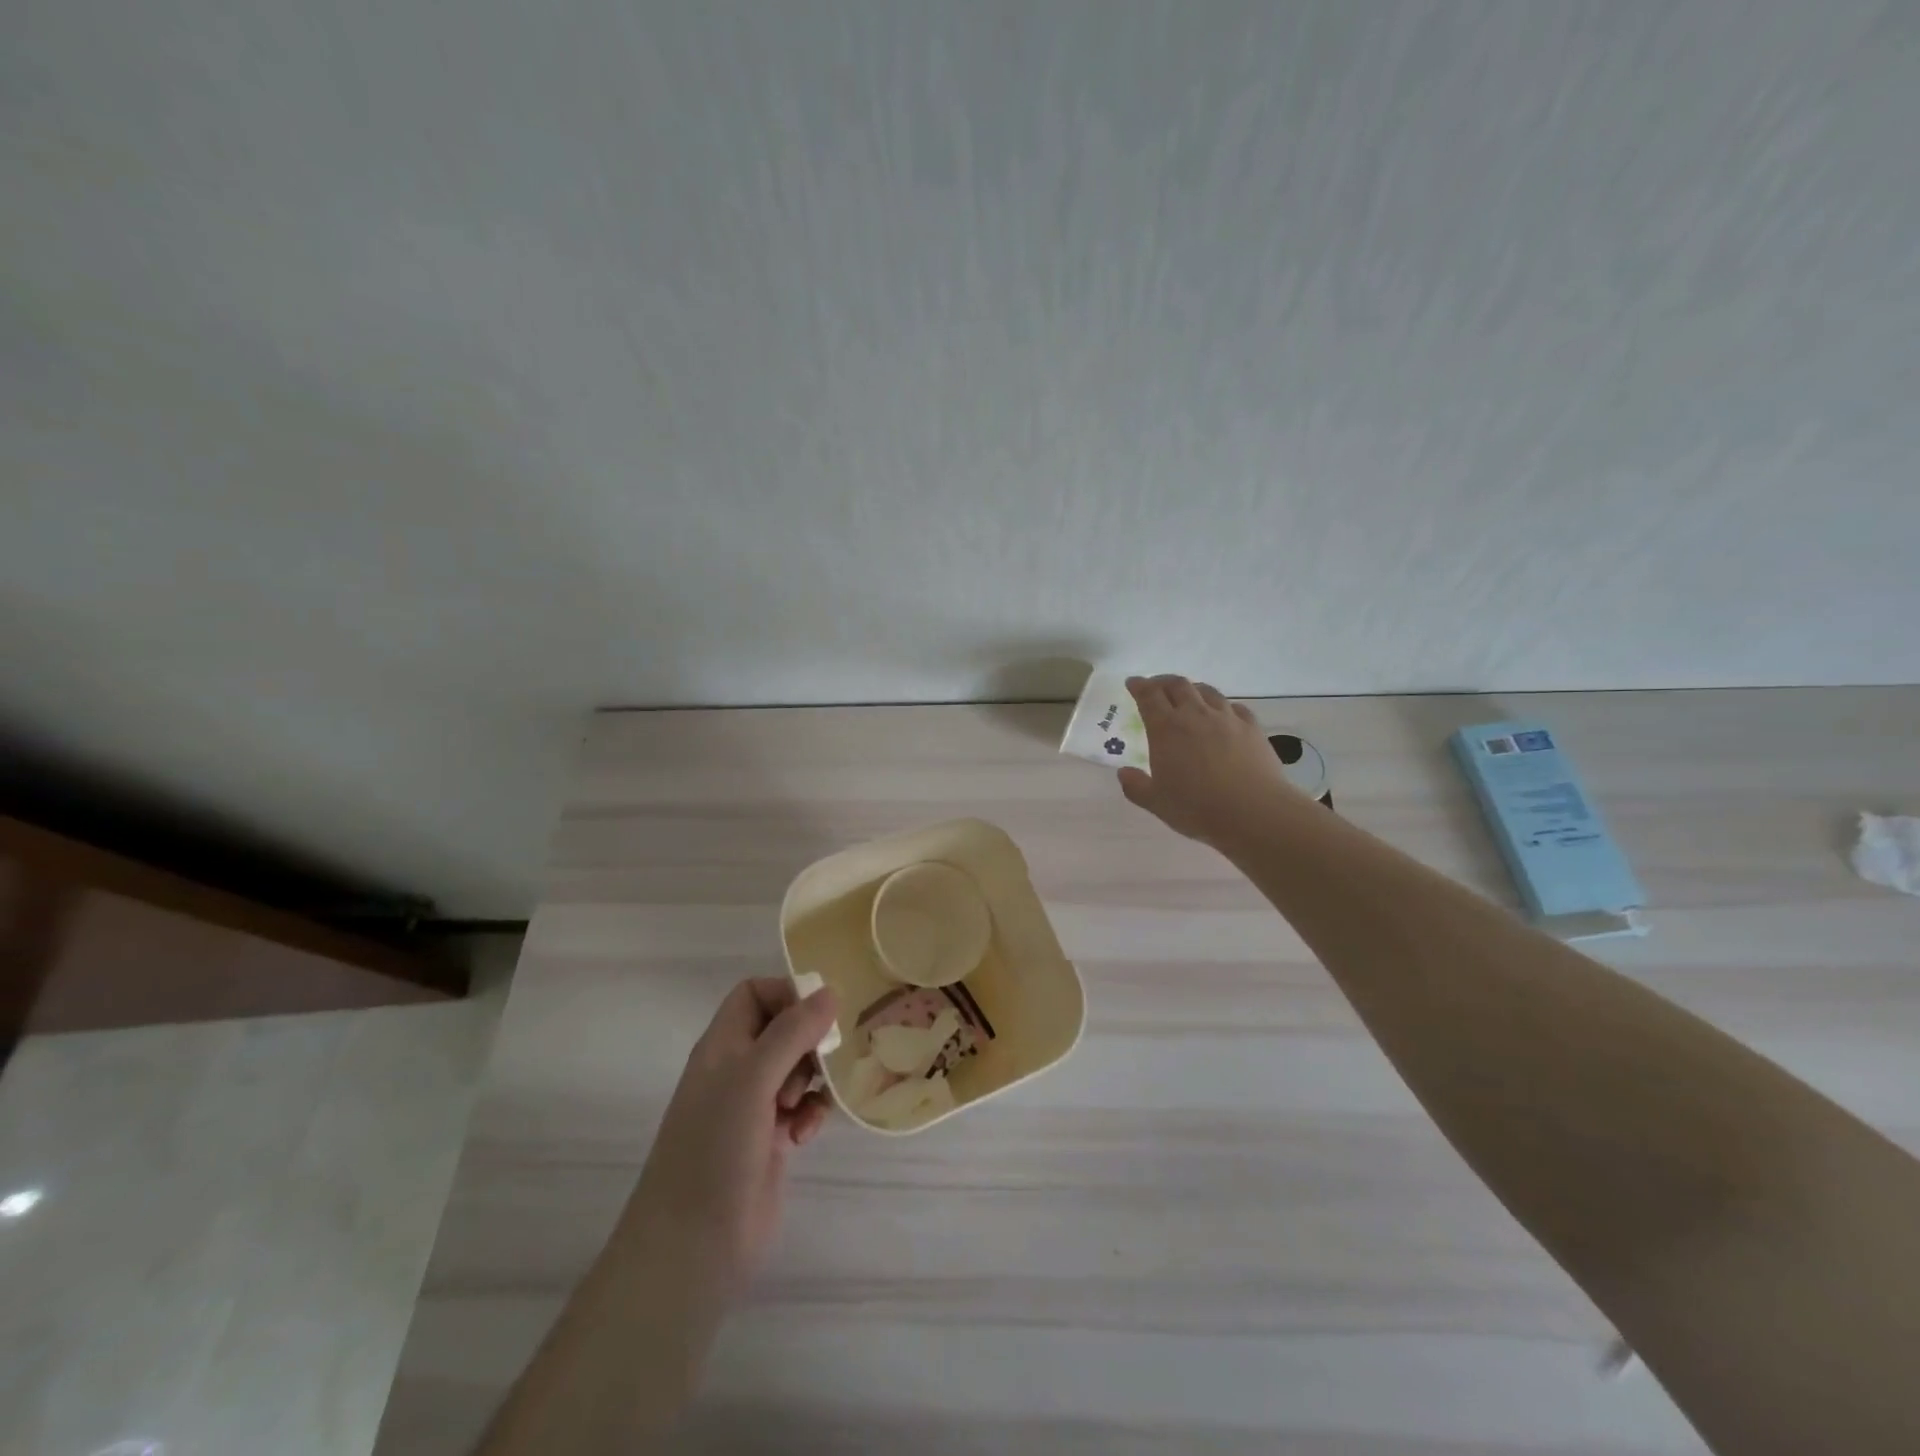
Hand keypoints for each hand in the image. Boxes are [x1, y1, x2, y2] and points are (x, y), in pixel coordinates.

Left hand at [621, 977, 836, 1296]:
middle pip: (782, 1029)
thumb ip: (792, 1032)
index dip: (787, 995)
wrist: (691, 1248)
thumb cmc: (715, 1149)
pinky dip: (810, 1114)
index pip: (755, 994)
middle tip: (822, 1061)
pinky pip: (801, 1108)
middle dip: (809, 1040)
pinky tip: (805, 1135)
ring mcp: (751, 1108)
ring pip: (797, 1069)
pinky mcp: (769, 1141)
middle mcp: (735, 1070)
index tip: (820, 1015)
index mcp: (722, 1046)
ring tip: (806, 1104)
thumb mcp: (752, 1079)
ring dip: (813, 1079)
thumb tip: (830, 991)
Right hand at [1118, 674, 1297, 846]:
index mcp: (1166, 729)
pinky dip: (1221, 705)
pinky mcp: (1251, 727)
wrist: (1254, 813)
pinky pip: (1234, 706)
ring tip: (1188, 696)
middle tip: (1156, 687)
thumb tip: (1123, 772)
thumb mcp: (1157, 803)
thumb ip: (1136, 786)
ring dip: (1192, 689)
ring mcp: (1226, 718)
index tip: (1133, 683)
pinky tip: (1222, 714)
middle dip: (1163, 682)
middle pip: (1177, 685)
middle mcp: (1195, 715)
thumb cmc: (1198, 808)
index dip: (1139, 686)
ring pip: (1206, 691)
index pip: (1149, 696)